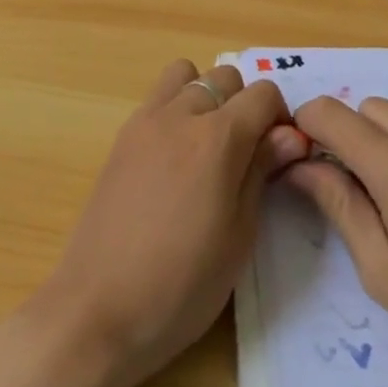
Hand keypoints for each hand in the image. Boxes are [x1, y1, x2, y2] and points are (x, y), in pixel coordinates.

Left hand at [36, 60, 307, 386]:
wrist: (97, 311)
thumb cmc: (181, 285)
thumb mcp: (239, 235)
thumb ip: (262, 171)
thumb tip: (290, 135)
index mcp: (218, 138)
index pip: (263, 93)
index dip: (279, 118)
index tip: (279, 154)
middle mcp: (181, 115)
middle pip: (225, 76)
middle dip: (244, 103)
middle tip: (245, 151)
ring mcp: (145, 122)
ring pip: (186, 75)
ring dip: (205, 96)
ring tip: (207, 144)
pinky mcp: (121, 137)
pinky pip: (157, 98)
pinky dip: (175, 109)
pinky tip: (175, 159)